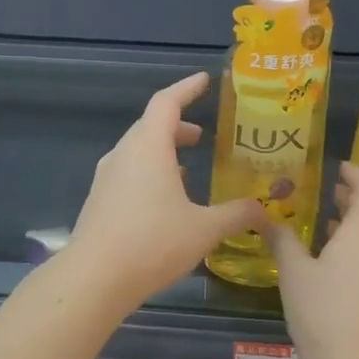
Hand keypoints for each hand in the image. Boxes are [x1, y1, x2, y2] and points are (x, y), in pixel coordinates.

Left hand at [67, 72, 262, 307]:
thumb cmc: (152, 243)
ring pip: (137, 151)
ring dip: (162, 152)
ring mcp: (106, 178)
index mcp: (148, 147)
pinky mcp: (99, 201)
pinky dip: (149, 173)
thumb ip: (237, 215)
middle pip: (150, 126)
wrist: (94, 278)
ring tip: (187, 167)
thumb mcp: (204, 229)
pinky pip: (127, 173)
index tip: (203, 80)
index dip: (187, 88)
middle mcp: (124, 154)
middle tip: (201, 136)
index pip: (167, 102)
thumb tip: (265, 210)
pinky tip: (164, 200)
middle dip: (176, 126)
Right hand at [266, 164, 358, 358]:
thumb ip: (284, 241)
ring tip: (330, 228)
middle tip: (329, 195)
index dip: (354, 174)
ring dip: (358, 228)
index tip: (339, 168)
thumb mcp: (296, 274)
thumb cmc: (327, 314)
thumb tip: (268, 219)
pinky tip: (343, 265)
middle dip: (353, 201)